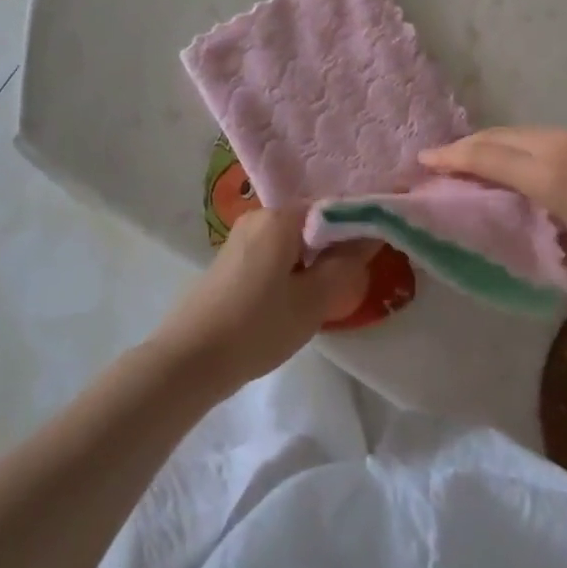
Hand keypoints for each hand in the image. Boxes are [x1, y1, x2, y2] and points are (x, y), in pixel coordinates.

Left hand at [148, 208, 372, 397]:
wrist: (190, 359)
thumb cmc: (257, 326)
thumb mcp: (313, 300)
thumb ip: (346, 265)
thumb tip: (371, 236)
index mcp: (279, 217)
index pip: (331, 209)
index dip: (358, 228)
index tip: (375, 254)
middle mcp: (259, 216)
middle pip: (311, 223)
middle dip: (334, 248)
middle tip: (352, 280)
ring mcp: (241, 238)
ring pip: (292, 241)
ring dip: (312, 262)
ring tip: (327, 295)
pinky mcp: (231, 261)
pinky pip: (274, 254)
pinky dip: (291, 270)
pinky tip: (295, 299)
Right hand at [419, 127, 566, 279]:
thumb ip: (551, 228)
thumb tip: (536, 222)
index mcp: (551, 172)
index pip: (487, 157)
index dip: (451, 158)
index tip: (423, 160)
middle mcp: (562, 142)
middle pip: (502, 135)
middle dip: (468, 146)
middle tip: (444, 160)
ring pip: (527, 132)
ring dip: (499, 143)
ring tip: (484, 161)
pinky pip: (554, 135)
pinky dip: (529, 145)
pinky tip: (536, 163)